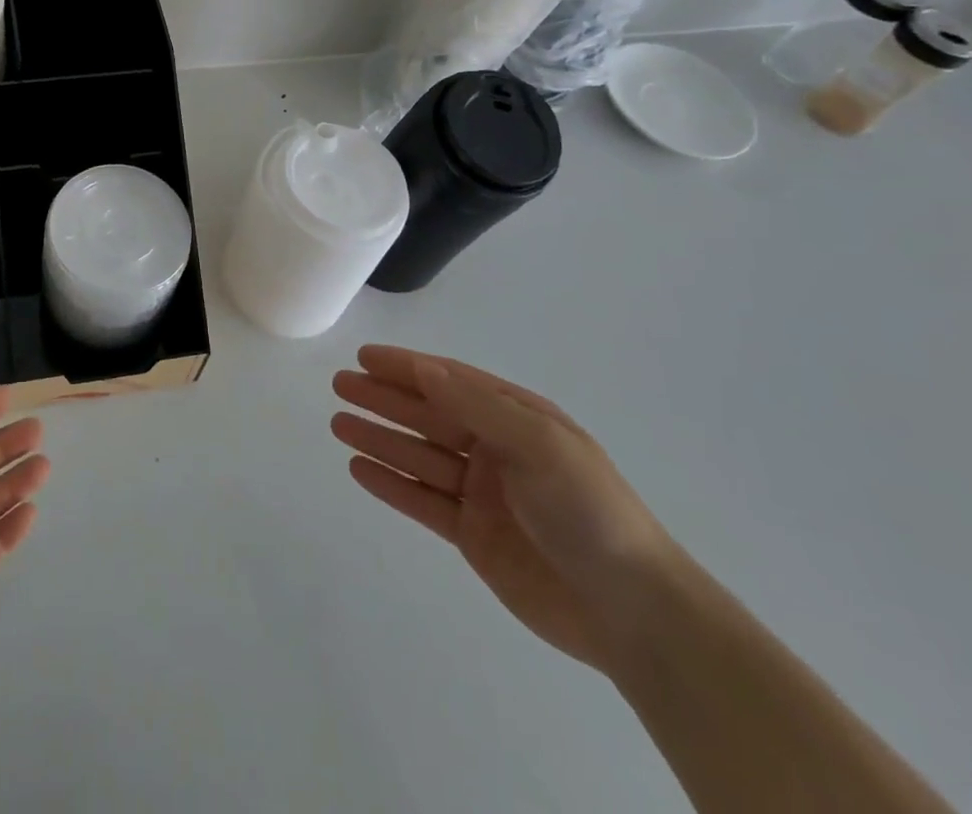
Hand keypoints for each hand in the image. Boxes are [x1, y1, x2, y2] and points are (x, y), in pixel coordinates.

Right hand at [333, 345, 679, 675]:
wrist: (633, 613)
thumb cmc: (589, 511)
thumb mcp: (538, 444)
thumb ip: (476, 406)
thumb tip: (423, 368)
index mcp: (518, 419)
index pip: (451, 381)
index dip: (407, 367)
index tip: (365, 357)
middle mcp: (496, 449)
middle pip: (429, 415)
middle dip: (384, 398)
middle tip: (340, 385)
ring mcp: (484, 493)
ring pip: (419, 456)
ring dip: (380, 438)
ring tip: (338, 423)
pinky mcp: (474, 536)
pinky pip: (423, 501)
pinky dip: (392, 483)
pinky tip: (360, 468)